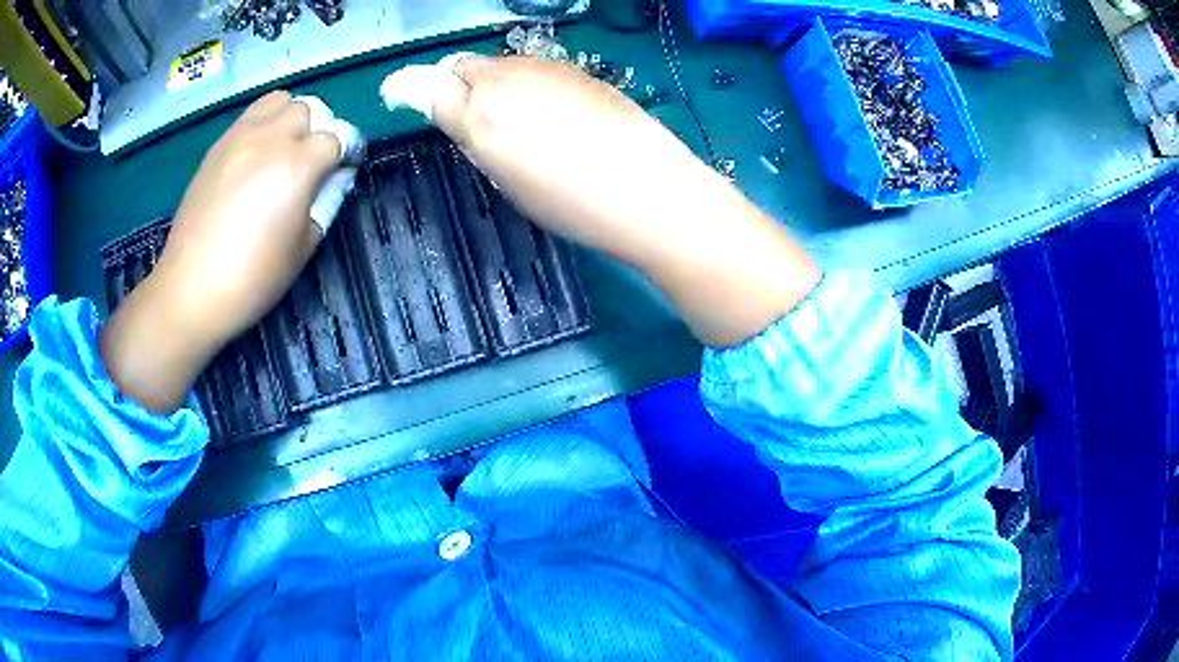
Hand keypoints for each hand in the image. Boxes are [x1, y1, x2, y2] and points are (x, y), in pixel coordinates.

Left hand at [101, 91, 341, 412]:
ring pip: (280, 101)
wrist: (191, 288)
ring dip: (291, 119)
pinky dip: (264, 124)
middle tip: (309, 163)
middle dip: (318, 131)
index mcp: (297, 166)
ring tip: (283, 149)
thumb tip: (337, 176)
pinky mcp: (218, 145)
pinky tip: (256, 156)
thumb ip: (327, 201)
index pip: (339, 136)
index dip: (347, 153)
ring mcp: (240, 137)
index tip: (343, 172)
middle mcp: (270, 139)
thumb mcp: (303, 247)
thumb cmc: (253, 278)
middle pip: (310, 110)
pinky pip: (251, 115)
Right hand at [430, 57, 819, 346]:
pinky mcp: (577, 70)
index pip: (425, 84)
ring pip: (498, 64)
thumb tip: (464, 118)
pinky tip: (550, 113)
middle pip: (460, 66)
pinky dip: (526, 84)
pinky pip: (534, 69)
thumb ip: (477, 141)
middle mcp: (506, 80)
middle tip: (465, 115)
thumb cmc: (575, 205)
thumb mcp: (509, 183)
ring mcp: (545, 69)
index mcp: (479, 116)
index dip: (407, 89)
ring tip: (514, 120)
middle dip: (452, 85)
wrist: (650, 191)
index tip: (400, 95)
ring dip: (491, 83)